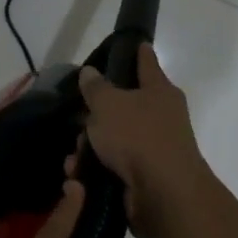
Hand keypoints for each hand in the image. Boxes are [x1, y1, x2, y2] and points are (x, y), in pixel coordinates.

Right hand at [77, 43, 213, 237]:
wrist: (163, 194)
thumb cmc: (138, 136)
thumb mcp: (108, 105)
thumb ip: (96, 88)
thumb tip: (90, 72)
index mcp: (160, 91)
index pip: (147, 63)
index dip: (139, 53)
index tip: (138, 43)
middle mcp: (163, 117)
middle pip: (124, 107)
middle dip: (97, 117)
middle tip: (79, 122)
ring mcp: (156, 149)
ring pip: (115, 140)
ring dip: (91, 148)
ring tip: (74, 158)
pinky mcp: (147, 178)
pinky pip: (115, 167)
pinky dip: (96, 170)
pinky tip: (78, 177)